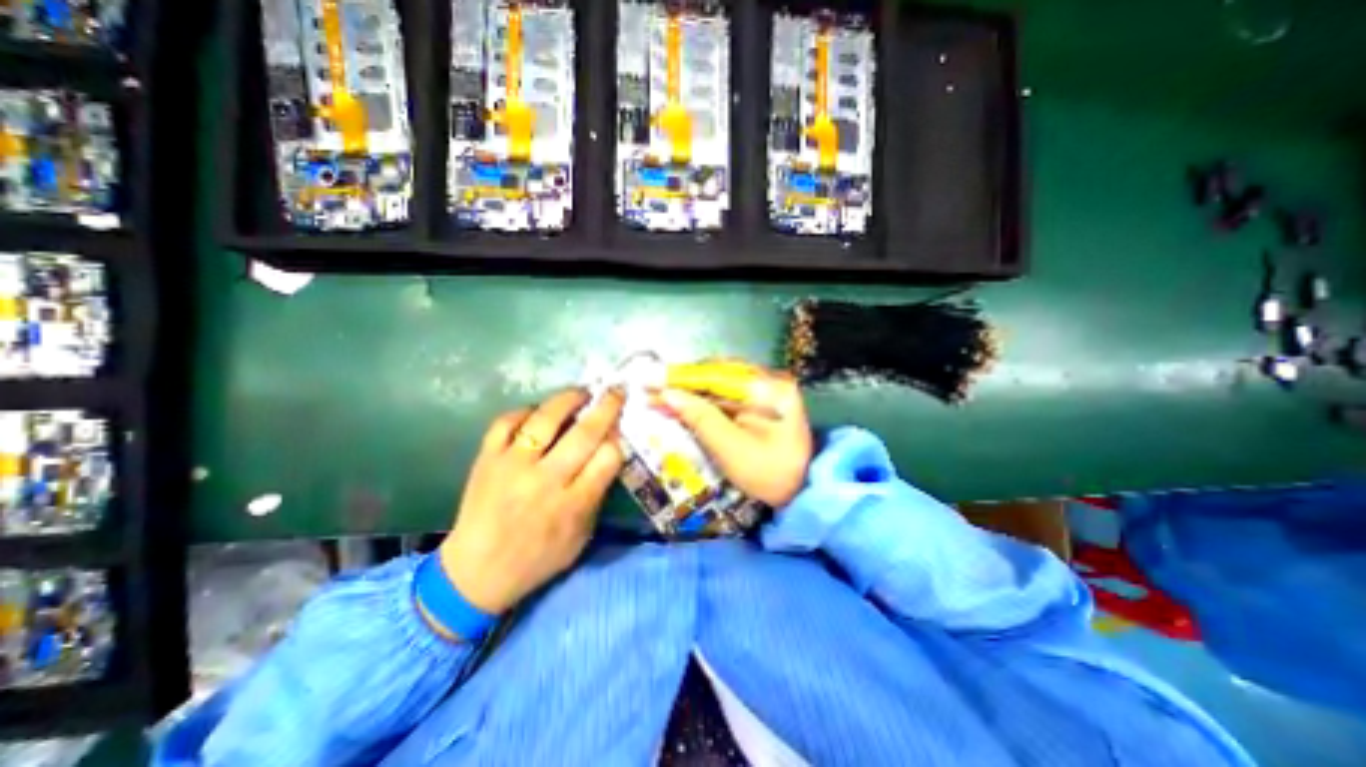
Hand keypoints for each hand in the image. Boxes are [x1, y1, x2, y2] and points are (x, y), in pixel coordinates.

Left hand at [443, 390, 621, 616]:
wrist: (475, 573)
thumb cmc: (538, 558)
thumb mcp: (581, 535)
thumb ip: (597, 494)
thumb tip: (609, 452)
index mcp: (573, 504)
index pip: (609, 457)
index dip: (618, 439)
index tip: (619, 430)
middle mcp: (545, 480)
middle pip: (585, 433)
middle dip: (606, 407)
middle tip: (616, 391)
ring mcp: (512, 466)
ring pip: (546, 419)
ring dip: (568, 399)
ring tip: (581, 392)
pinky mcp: (486, 459)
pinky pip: (506, 421)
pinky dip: (525, 411)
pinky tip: (537, 411)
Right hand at [651, 361, 807, 504]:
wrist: (799, 493)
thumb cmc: (768, 474)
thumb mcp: (731, 448)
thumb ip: (700, 418)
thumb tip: (667, 395)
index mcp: (771, 388)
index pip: (719, 375)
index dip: (683, 378)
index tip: (652, 380)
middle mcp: (770, 380)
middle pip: (718, 375)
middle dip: (685, 383)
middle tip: (654, 391)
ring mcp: (766, 390)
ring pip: (719, 384)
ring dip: (691, 392)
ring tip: (662, 397)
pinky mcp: (760, 402)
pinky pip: (726, 396)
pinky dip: (703, 401)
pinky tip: (684, 405)